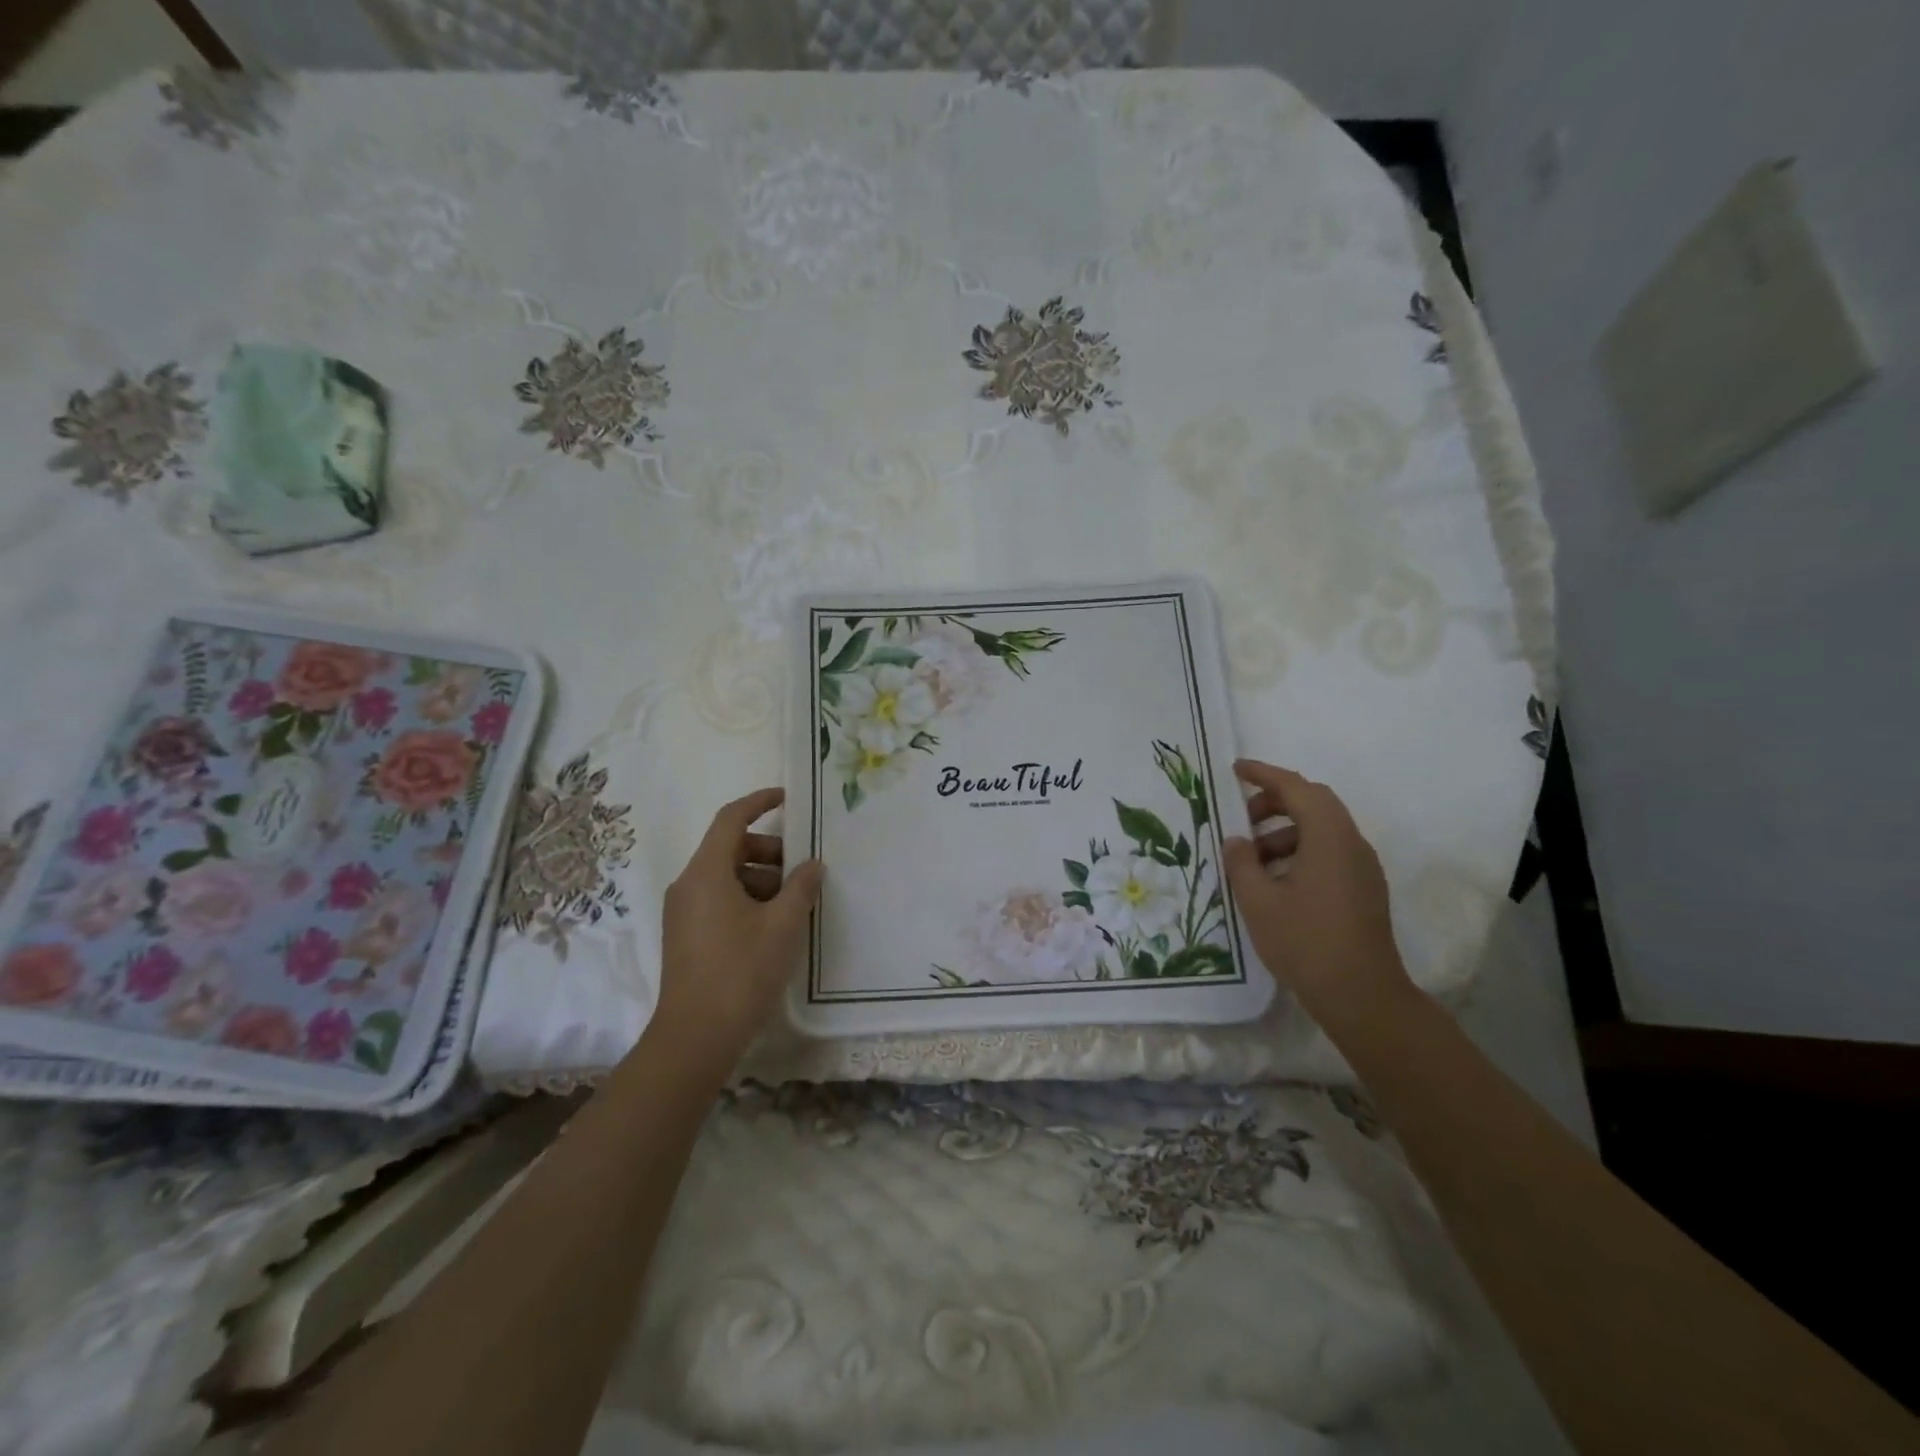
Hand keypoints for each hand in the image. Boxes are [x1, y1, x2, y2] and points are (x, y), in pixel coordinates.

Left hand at [652, 788, 822, 1071]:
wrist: (695, 1037)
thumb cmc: (741, 971)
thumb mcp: (783, 925)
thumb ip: (801, 887)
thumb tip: (812, 865)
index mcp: (706, 873)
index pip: (731, 819)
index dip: (759, 802)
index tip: (788, 799)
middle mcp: (689, 885)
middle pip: (730, 848)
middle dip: (769, 851)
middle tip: (803, 869)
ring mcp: (684, 912)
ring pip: (726, 877)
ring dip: (762, 879)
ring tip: (795, 903)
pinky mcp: (686, 936)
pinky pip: (719, 900)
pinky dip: (747, 899)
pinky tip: (774, 925)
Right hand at [1223, 760, 1412, 1030]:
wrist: (1362, 996)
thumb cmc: (1306, 942)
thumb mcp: (1259, 901)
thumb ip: (1242, 863)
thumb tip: (1237, 841)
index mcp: (1329, 838)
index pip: (1297, 788)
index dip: (1265, 774)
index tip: (1237, 769)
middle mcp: (1351, 844)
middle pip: (1314, 803)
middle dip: (1275, 802)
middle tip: (1242, 816)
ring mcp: (1362, 868)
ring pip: (1322, 830)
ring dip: (1285, 831)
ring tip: (1252, 857)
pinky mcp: (1363, 890)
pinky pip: (1329, 852)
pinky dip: (1300, 851)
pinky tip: (1275, 880)